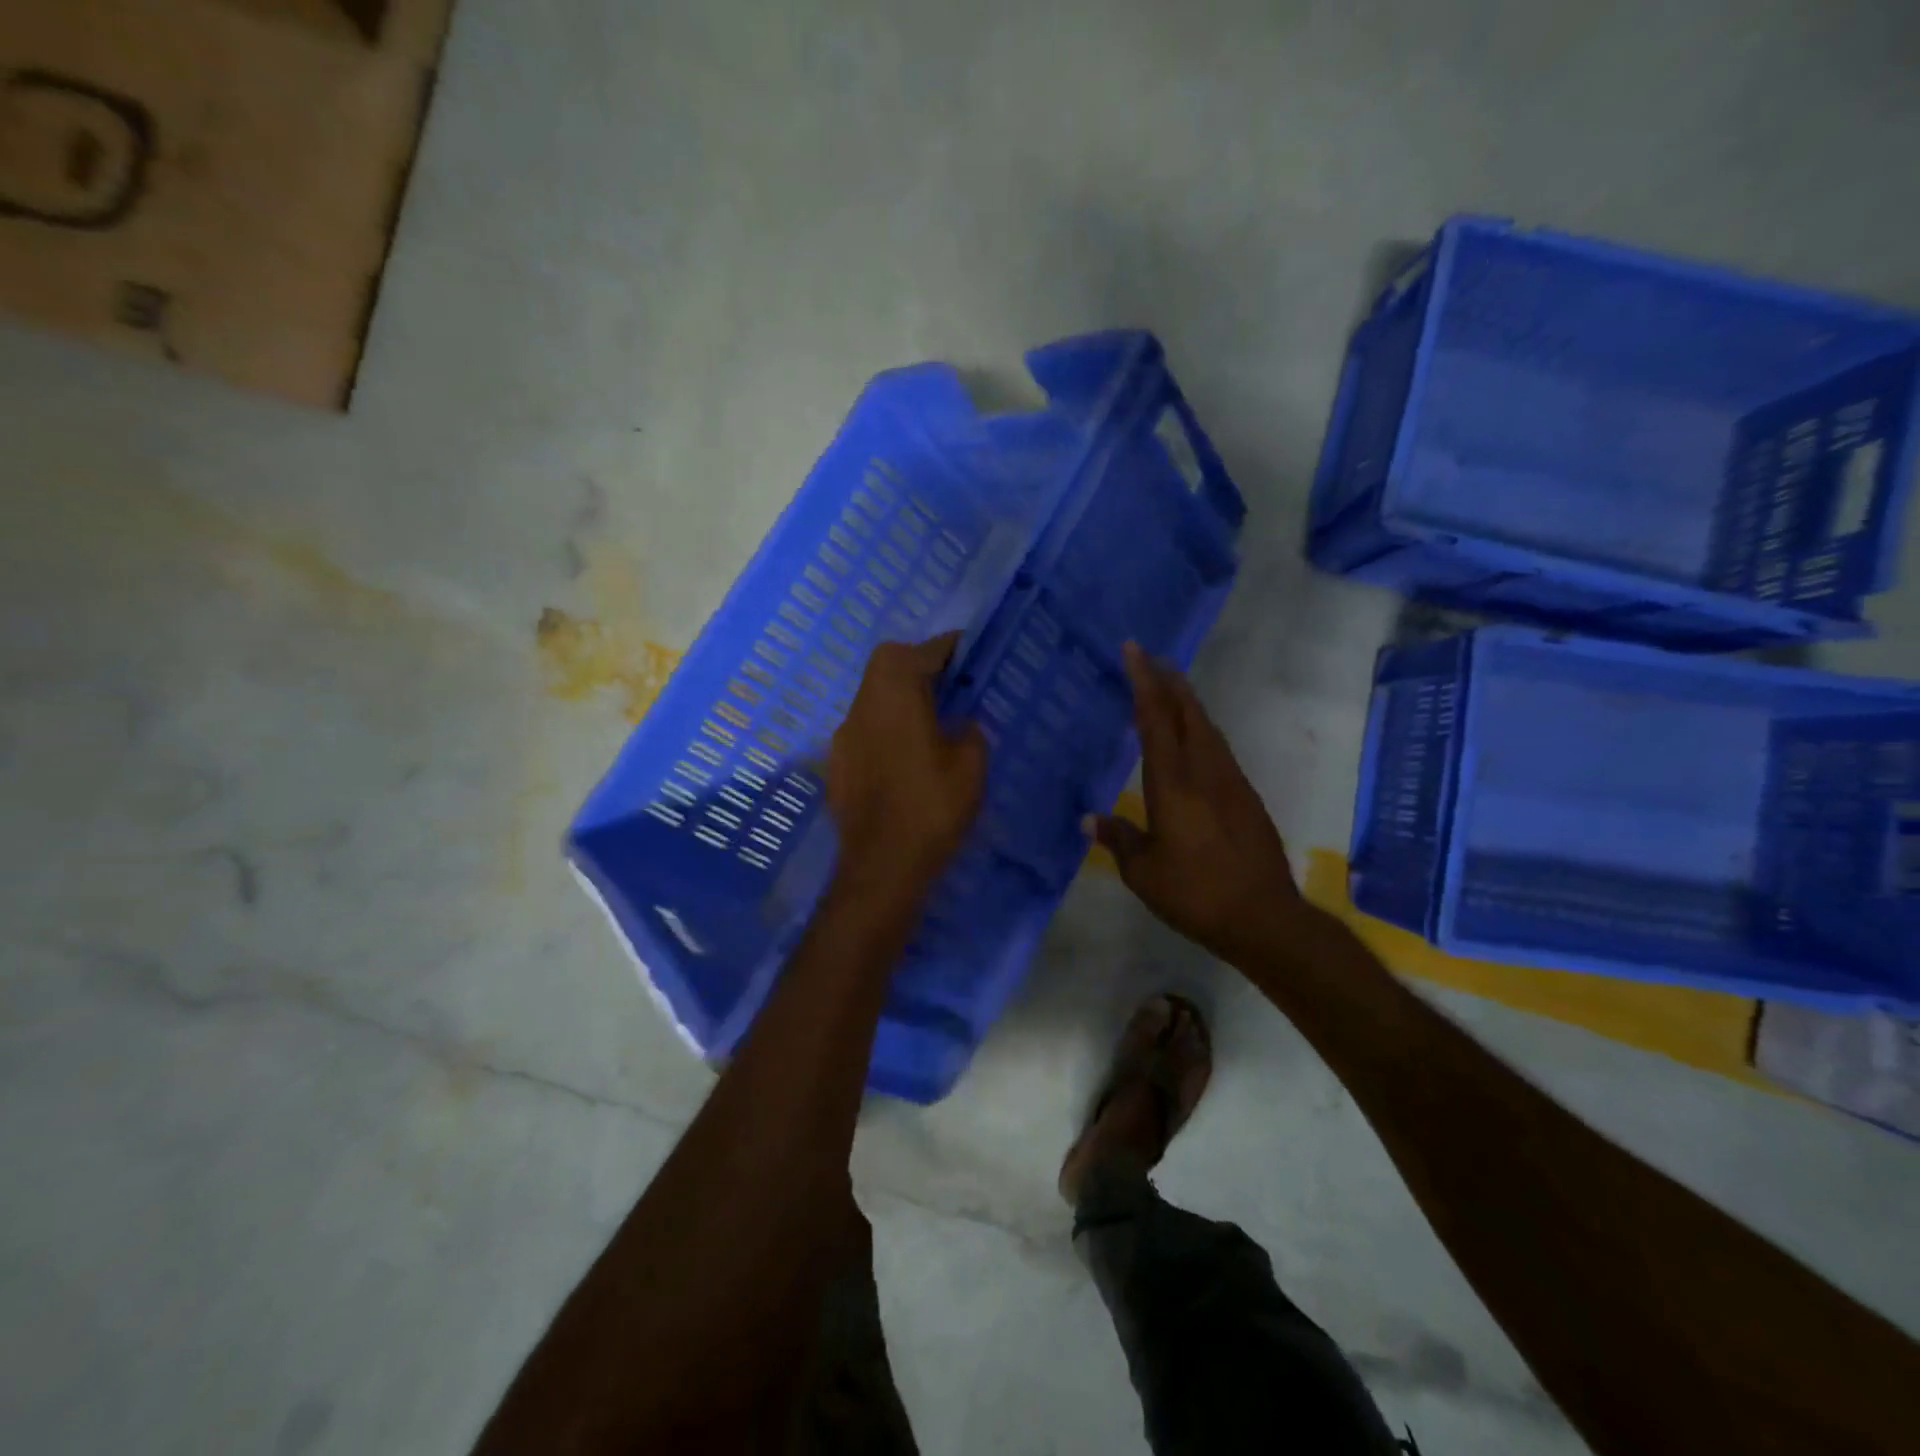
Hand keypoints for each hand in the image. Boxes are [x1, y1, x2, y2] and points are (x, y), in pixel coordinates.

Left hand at [828, 633, 987, 900]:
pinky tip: (907, 757)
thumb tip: (959, 724)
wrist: (881, 867)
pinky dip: (887, 728)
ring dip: (900, 697)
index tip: (970, 652)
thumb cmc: (931, 808)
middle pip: (886, 666)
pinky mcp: (837, 765)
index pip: (920, 652)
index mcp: (895, 696)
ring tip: (932, 719)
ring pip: (873, 697)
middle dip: (918, 666)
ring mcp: (843, 737)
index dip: (948, 648)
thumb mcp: (971, 765)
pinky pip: (866, 730)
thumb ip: (969, 732)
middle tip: (951, 684)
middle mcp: (862, 707)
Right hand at [1090, 643, 1305, 964]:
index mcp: (1173, 784)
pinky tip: (1194, 738)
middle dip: (1168, 681)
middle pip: (1187, 712)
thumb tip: (1089, 820)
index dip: (1143, 682)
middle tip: (1149, 658)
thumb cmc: (1195, 894)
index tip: (1134, 650)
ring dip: (1187, 702)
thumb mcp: (1144, 873)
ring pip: (1207, 727)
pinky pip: (1218, 748)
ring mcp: (1231, 782)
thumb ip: (1118, 839)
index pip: (1155, 720)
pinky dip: (1200, 729)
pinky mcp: (1246, 796)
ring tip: (1170, 688)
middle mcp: (1205, 772)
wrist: (1263, 917)